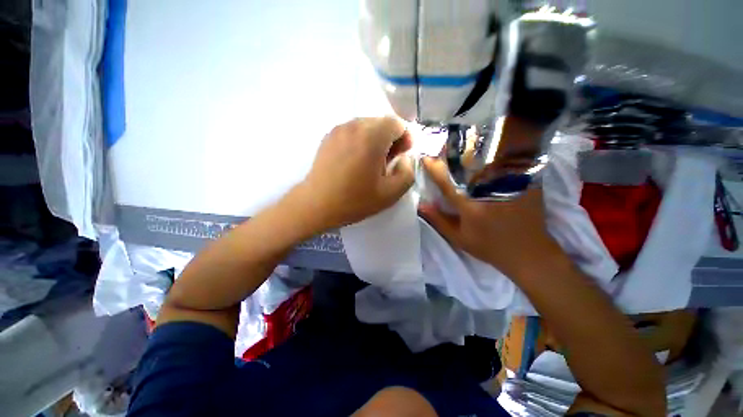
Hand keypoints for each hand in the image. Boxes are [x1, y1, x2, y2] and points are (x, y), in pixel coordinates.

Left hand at [299, 117, 414, 228]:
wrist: (316, 204)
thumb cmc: (354, 200)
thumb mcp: (391, 194)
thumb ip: (408, 173)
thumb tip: (404, 159)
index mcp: (372, 137)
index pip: (397, 123)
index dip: (405, 138)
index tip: (402, 155)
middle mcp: (355, 126)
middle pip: (382, 122)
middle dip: (391, 139)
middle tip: (388, 161)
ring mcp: (339, 129)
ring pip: (367, 126)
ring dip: (376, 139)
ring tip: (372, 162)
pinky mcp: (329, 136)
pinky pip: (352, 131)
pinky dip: (361, 141)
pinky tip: (356, 161)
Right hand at [418, 157, 563, 276]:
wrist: (530, 252)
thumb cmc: (490, 247)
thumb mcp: (459, 238)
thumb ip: (439, 220)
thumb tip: (421, 204)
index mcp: (470, 206)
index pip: (447, 182)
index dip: (434, 168)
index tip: (425, 157)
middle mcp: (488, 190)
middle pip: (468, 163)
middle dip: (453, 152)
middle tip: (442, 146)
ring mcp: (508, 183)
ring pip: (488, 158)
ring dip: (472, 149)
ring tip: (462, 144)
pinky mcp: (524, 181)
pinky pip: (506, 161)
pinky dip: (494, 154)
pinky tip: (487, 152)